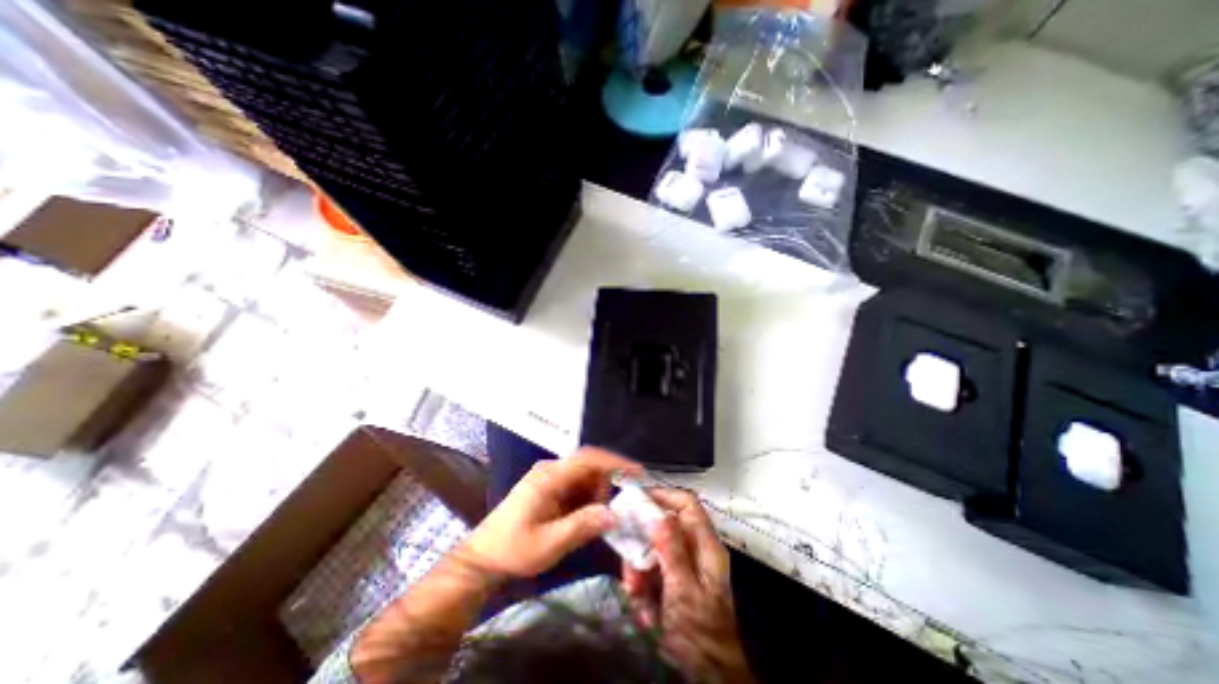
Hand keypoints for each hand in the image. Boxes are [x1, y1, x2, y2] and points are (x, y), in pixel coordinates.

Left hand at [460, 450, 646, 581]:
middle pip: (589, 466)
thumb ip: (583, 526)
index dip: (614, 462)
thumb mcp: (549, 543)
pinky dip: (586, 499)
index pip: (588, 459)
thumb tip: (614, 514)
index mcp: (549, 477)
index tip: (637, 472)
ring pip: (585, 476)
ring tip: (592, 522)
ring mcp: (549, 477)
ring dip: (595, 495)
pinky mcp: (550, 487)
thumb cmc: (514, 550)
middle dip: (604, 487)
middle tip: (609, 513)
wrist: (483, 557)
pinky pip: (576, 486)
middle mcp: (551, 470)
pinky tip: (582, 518)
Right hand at [623, 490, 759, 680]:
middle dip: (643, 541)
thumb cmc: (700, 634)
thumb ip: (672, 551)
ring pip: (653, 547)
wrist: (707, 675)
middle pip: (664, 525)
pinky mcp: (672, 580)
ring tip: (634, 590)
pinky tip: (640, 604)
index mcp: (706, 546)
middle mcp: (695, 549)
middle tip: (628, 557)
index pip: (687, 504)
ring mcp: (683, 565)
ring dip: (638, 566)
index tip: (637, 499)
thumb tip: (658, 514)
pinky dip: (641, 582)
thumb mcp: (684, 592)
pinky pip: (650, 568)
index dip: (663, 495)